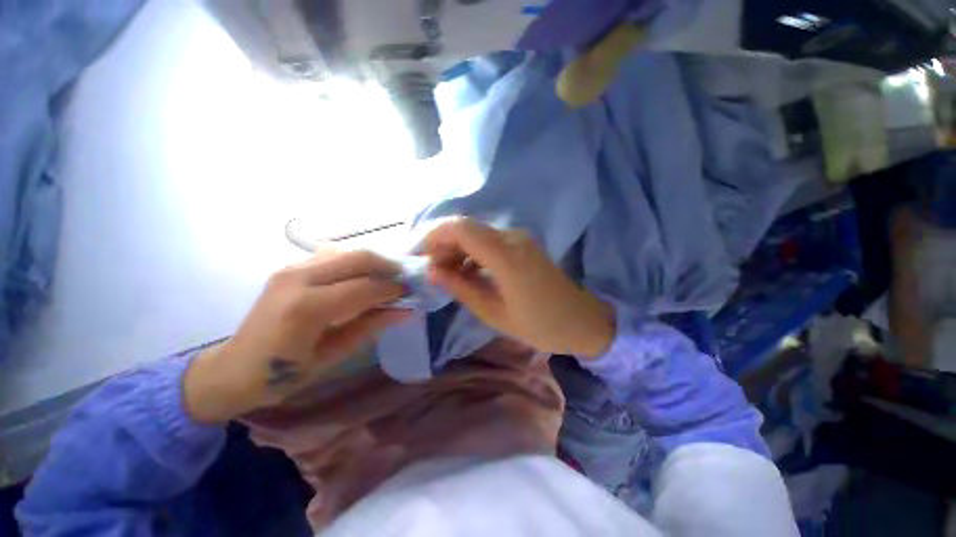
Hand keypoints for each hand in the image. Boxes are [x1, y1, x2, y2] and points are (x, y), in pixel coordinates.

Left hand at [183, 249, 409, 422]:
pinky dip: (355, 263)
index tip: (411, 292)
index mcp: (307, 308)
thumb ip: (371, 327)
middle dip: (388, 266)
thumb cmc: (282, 374)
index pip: (365, 287)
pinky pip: (333, 256)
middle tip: (405, 280)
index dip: (393, 288)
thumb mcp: (333, 355)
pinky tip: (362, 278)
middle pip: (358, 257)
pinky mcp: (290, 267)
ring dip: (373, 262)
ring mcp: (291, 268)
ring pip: (347, 252)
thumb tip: (406, 311)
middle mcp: (298, 278)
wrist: (233, 369)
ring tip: (388, 279)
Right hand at [421, 218, 614, 357]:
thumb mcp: (494, 313)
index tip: (420, 257)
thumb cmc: (539, 325)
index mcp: (507, 257)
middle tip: (432, 270)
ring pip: (476, 232)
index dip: (435, 237)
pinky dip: (472, 251)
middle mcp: (513, 238)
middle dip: (443, 244)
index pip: (461, 229)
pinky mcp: (522, 243)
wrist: (580, 320)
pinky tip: (466, 271)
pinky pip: (489, 240)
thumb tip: (433, 271)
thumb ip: (461, 288)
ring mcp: (519, 238)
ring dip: (456, 248)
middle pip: (466, 227)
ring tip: (446, 274)